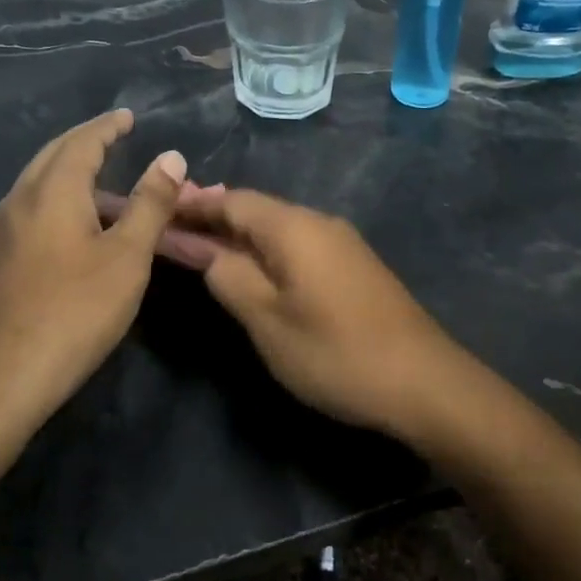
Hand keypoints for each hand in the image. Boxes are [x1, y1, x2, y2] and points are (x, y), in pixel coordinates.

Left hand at [0, 110, 187, 453]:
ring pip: (38, 184)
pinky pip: (32, 211)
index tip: (127, 116)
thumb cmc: (72, 312)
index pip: (82, 142)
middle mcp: (20, 201)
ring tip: (104, 180)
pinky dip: (59, 200)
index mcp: (52, 191)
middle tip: (114, 135)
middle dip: (84, 142)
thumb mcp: (126, 257)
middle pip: (53, 156)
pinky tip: (76, 227)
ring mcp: (2, 233)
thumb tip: (171, 156)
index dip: (107, 127)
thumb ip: (150, 204)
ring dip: (70, 172)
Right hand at [172, 189, 475, 440]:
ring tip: (203, 246)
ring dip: (239, 234)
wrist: (423, 380)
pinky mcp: (353, 265)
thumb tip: (204, 248)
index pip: (231, 200)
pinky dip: (266, 250)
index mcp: (294, 226)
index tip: (158, 210)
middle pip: (255, 209)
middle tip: (172, 229)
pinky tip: (254, 268)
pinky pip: (298, 244)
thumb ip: (228, 276)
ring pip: (277, 227)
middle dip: (213, 217)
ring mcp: (341, 242)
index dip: (193, 205)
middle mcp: (319, 221)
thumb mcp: (267, 320)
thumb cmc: (335, 352)